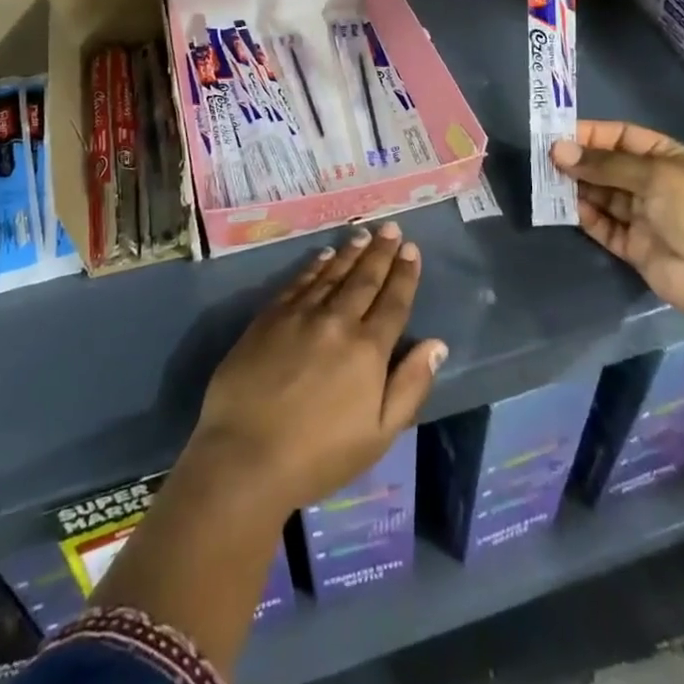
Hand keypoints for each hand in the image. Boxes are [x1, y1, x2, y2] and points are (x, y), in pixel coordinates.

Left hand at [186, 221, 446, 514]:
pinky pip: (299, 281)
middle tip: (391, 227)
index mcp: (368, 350)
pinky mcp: (270, 317)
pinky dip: (315, 265)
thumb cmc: (319, 455)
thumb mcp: (379, 434)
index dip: (404, 274)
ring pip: (333, 274)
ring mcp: (301, 314)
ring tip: (363, 234)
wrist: (246, 455)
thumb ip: (410, 386)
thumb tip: (437, 344)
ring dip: (350, 252)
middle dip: (381, 252)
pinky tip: (324, 255)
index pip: (393, 302)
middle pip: (365, 279)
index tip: (411, 249)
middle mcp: (338, 321)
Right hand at [551, 121, 683, 321]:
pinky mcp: (632, 244)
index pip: (621, 137)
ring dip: (576, 187)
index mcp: (666, 158)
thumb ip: (604, 164)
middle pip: (607, 165)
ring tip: (547, 181)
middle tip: (544, 159)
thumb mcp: (654, 175)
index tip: (556, 135)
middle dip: (578, 161)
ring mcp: (642, 215)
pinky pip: (602, 224)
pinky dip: (584, 215)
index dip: (590, 134)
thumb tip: (558, 151)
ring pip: (600, 194)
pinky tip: (566, 208)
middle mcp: (652, 183)